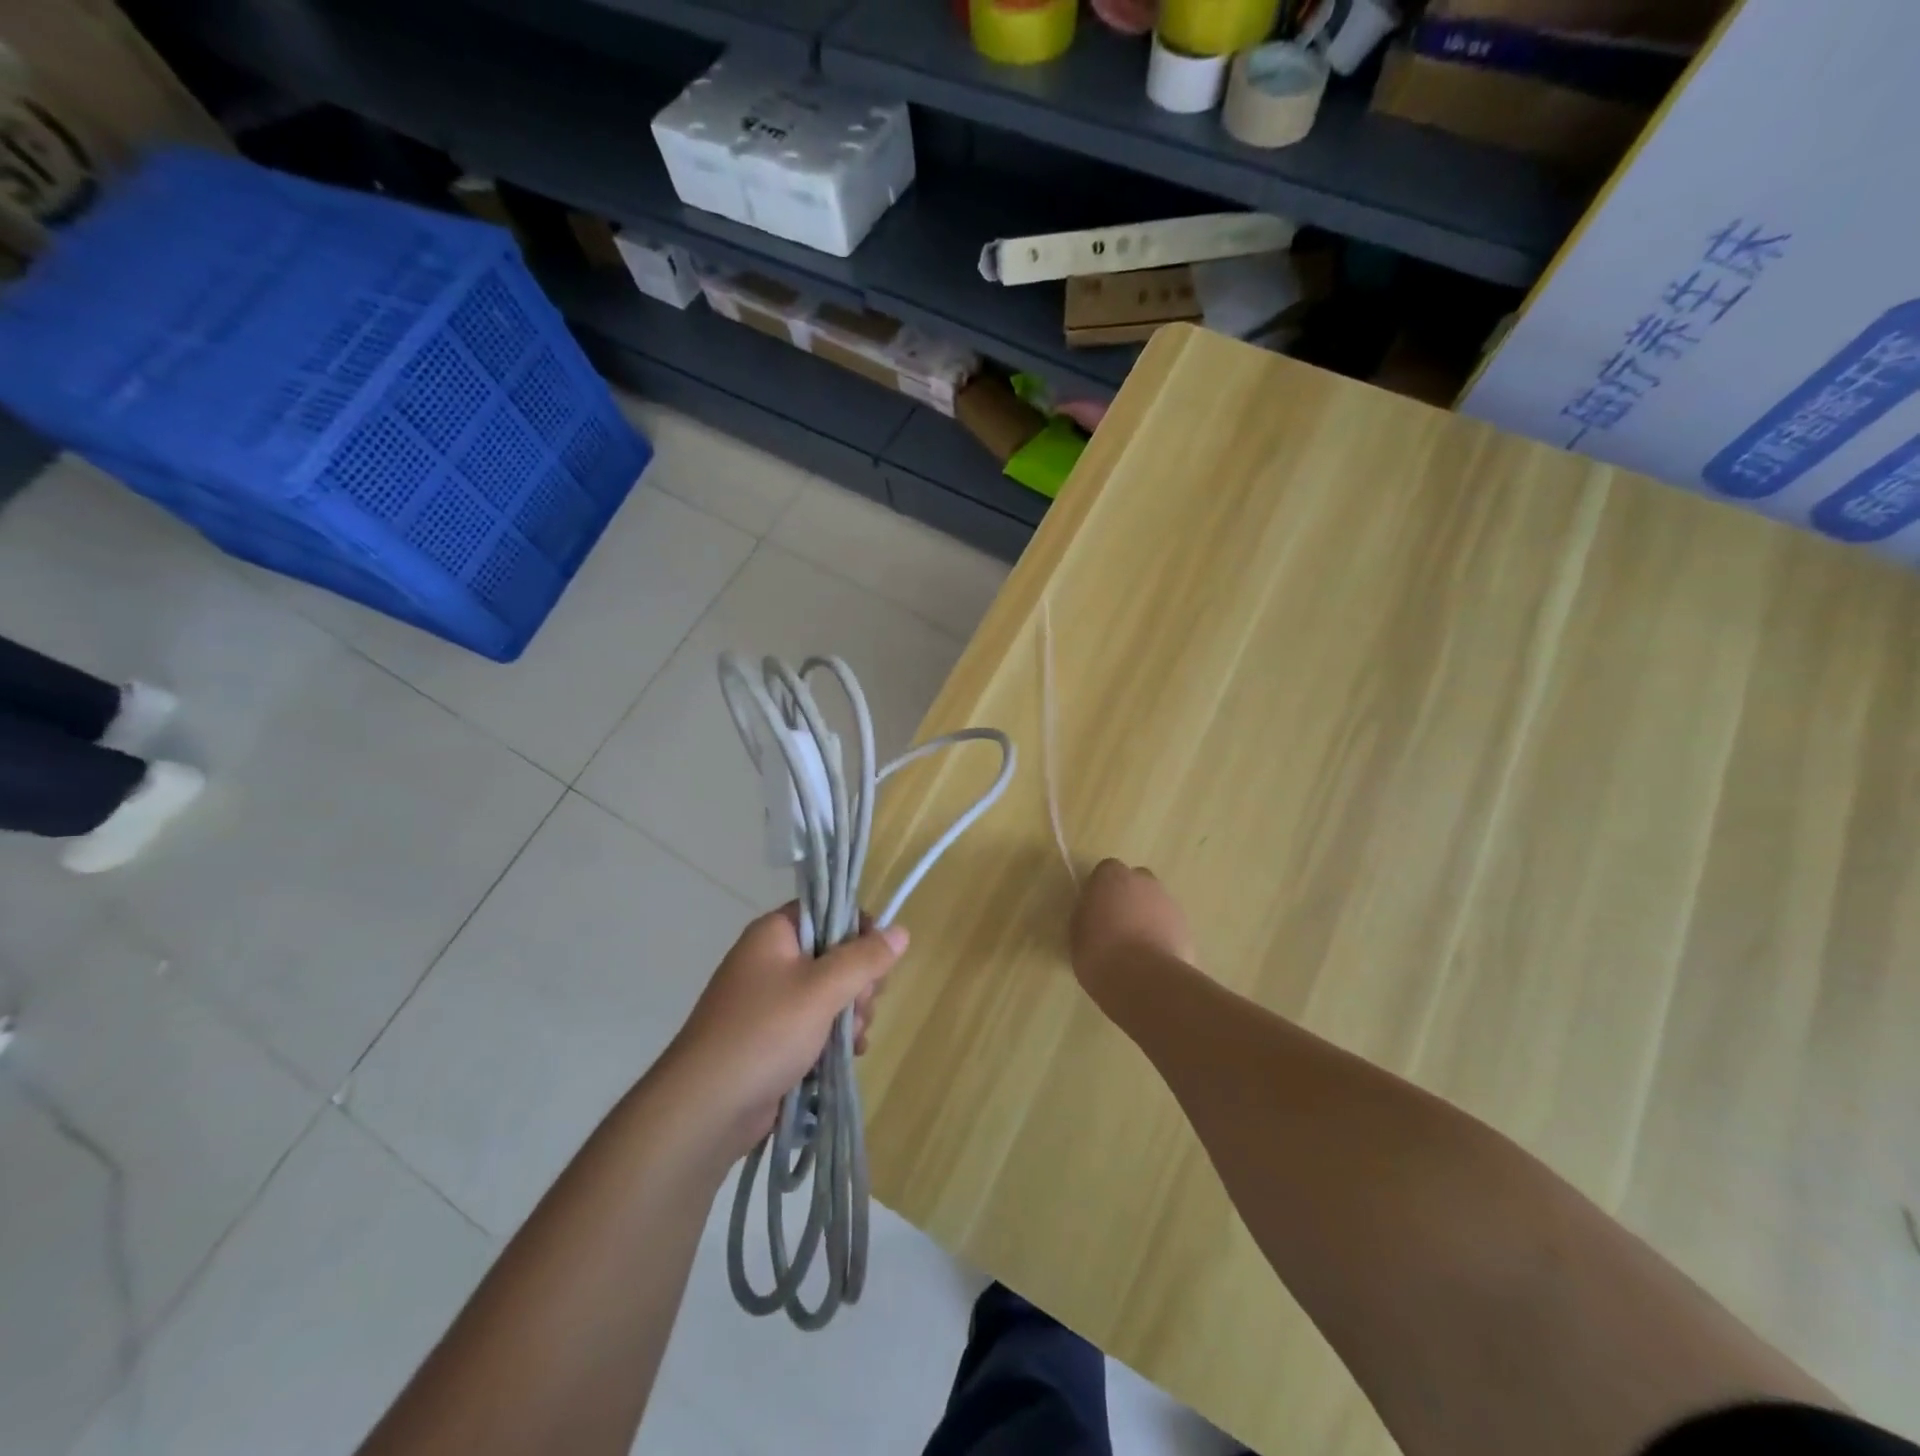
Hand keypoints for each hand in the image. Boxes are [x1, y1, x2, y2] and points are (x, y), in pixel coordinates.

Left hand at [666, 906, 906, 1160]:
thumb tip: (901, 931)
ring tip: (853, 1039)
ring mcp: (772, 1001)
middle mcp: (772, 960)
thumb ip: (864, 958)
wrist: (706, 1108)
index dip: (858, 931)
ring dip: (851, 1013)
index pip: (827, 911)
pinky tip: (850, 1054)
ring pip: (831, 992)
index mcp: (775, 934)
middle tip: (861, 1006)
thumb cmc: (765, 1033)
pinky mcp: (775, 1037)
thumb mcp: (822, 989)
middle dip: (859, 982)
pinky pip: (818, 1023)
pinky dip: (836, 1036)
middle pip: (835, 953)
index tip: (876, 960)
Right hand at [1070, 860, 1193, 999]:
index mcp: (1112, 877)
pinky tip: (1153, 960)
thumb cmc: (1100, 953)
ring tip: (1136, 948)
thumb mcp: (1078, 932)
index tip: (1096, 908)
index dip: (1102, 889)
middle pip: (1136, 882)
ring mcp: (1169, 904)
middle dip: (1129, 898)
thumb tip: (1096, 914)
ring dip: (1148, 917)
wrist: (1145, 980)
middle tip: (1117, 925)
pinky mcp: (1187, 929)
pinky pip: (1170, 927)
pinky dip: (1163, 937)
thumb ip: (1088, 914)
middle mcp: (1144, 882)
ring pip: (1156, 904)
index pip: (1107, 870)